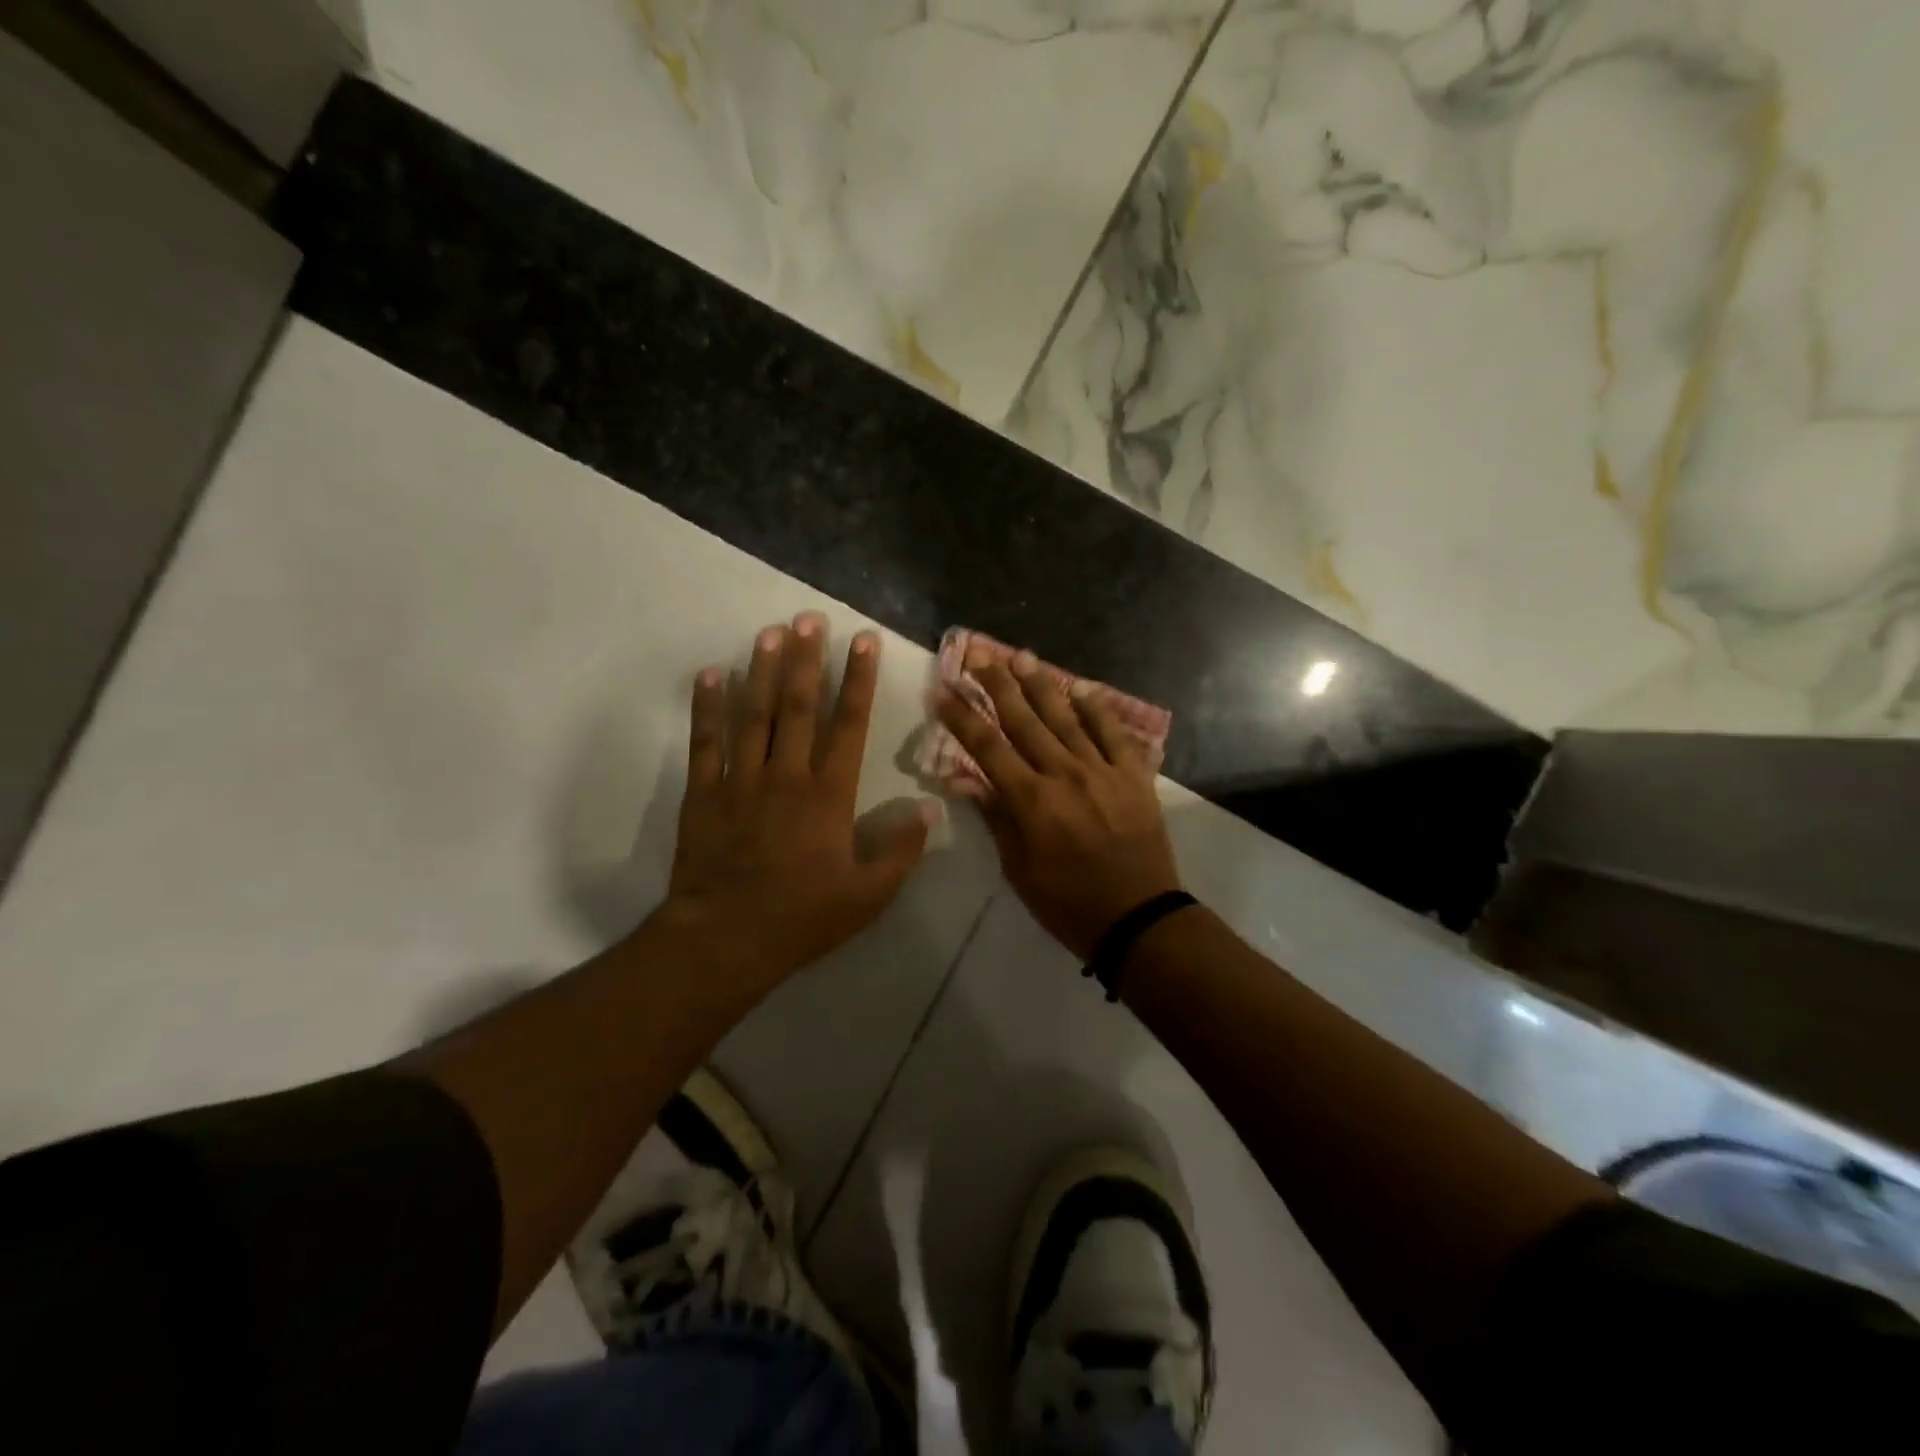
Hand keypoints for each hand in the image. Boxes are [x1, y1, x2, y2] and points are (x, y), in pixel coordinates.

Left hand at [653, 612, 936, 991]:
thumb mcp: (868, 894)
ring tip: (771, 631)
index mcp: (829, 794)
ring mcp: (741, 779)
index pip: (849, 724)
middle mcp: (786, 774)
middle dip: (808, 659)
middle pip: (799, 705)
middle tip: (811, 617)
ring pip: (754, 713)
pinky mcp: (704, 792)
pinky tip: (711, 674)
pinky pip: (706, 741)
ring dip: (763, 670)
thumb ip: (900, 850)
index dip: (860, 680)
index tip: (864, 641)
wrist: (726, 938)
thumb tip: (928, 809)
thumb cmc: (803, 916)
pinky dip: (707, 706)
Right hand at [934, 648, 1181, 958]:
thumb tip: (964, 780)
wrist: (1138, 919)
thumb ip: (996, 818)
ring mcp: (1103, 772)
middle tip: (979, 655)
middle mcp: (1065, 775)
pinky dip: (1099, 709)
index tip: (943, 691)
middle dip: (998, 685)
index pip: (988, 748)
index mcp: (1032, 802)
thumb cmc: (1068, 903)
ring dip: (1042, 685)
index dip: (962, 718)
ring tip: (1022, 656)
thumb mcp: (1019, 869)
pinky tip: (1083, 688)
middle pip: (1025, 721)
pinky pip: (1115, 734)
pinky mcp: (1134, 777)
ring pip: (1067, 718)